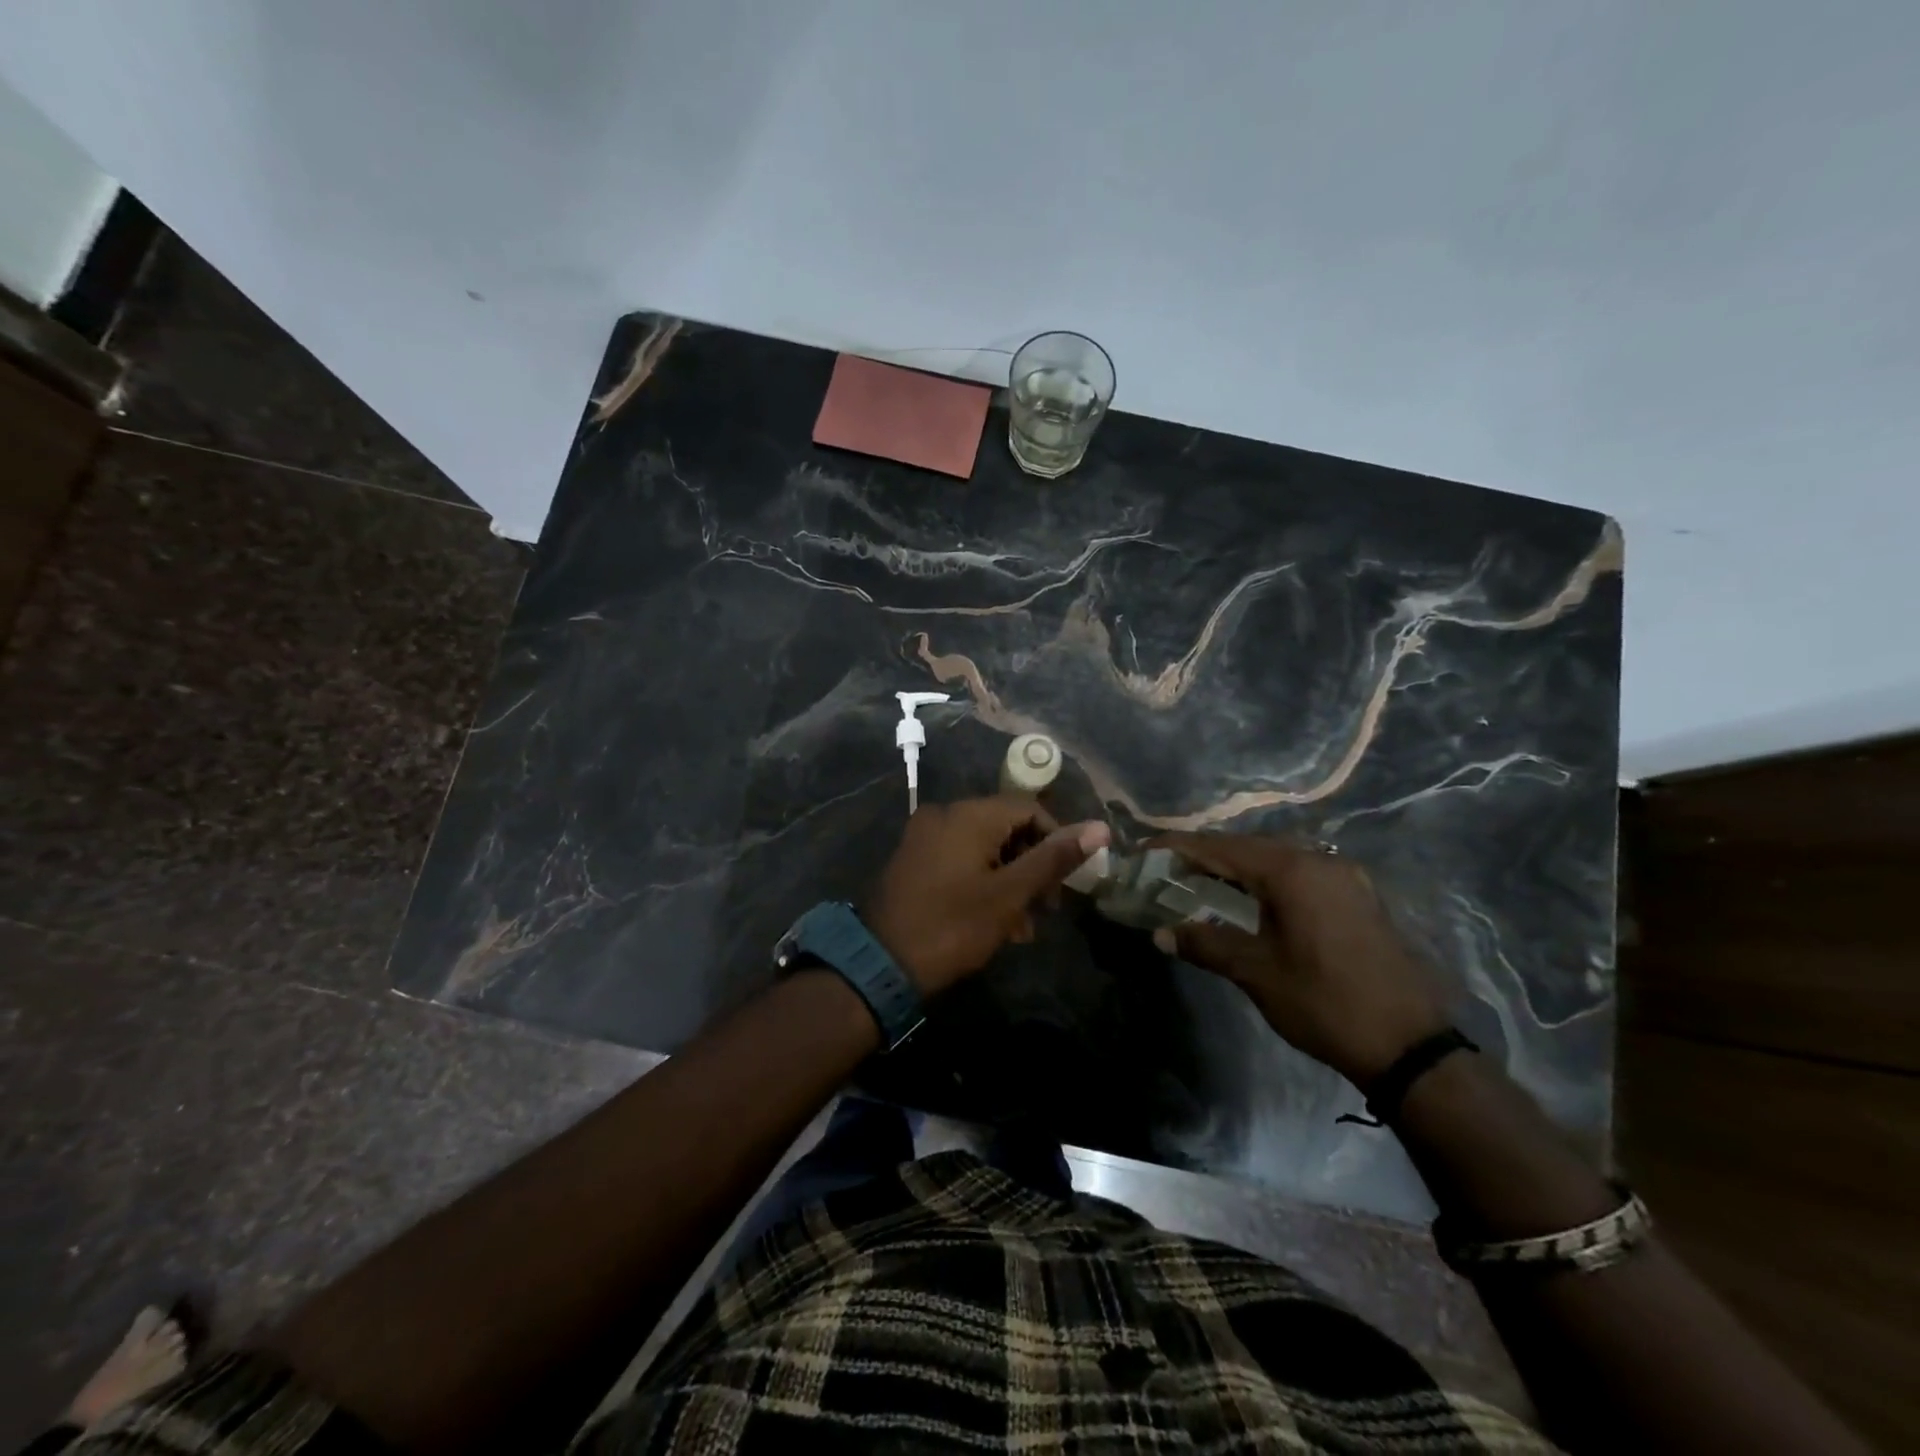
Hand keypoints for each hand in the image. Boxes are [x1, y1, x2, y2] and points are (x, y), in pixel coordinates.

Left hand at [864, 796, 1110, 996]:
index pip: (1030, 809)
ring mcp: (924, 836)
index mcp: (968, 814)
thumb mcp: (1010, 894)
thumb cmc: (953, 926)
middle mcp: (944, 814)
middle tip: (1046, 909)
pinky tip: (995, 922)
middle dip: (1032, 866)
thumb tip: (1100, 828)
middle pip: (1006, 827)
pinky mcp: (914, 859)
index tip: (1066, 882)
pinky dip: (983, 882)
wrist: (880, 964)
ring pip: (984, 847)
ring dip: (1010, 881)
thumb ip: (1054, 858)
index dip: (1056, 841)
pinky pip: (960, 859)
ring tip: (1022, 927)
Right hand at [1148, 833, 1449, 1086]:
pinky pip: (1300, 874)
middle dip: (1207, 854)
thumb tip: (1161, 933)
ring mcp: (1344, 877)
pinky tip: (1252, 896)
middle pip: (1249, 847)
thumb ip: (1206, 944)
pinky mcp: (1357, 897)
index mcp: (1292, 871)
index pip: (1221, 848)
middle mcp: (1319, 861)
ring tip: (1201, 878)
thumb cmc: (1324, 1003)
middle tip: (1169, 867)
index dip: (1179, 847)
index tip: (1145, 850)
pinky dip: (1267, 878)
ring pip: (1277, 858)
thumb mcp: (1256, 973)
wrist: (1410, 1046)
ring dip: (1238, 866)